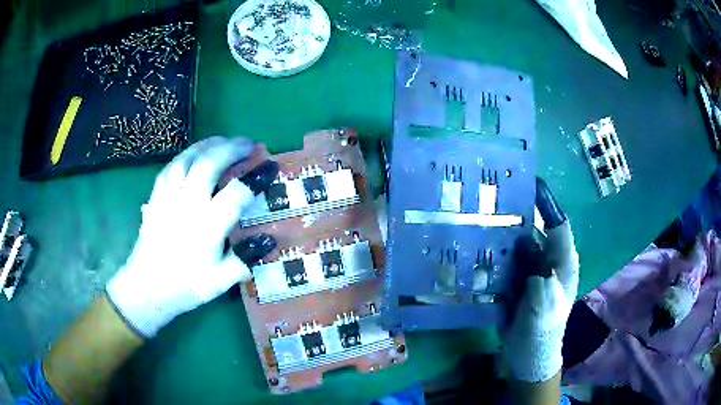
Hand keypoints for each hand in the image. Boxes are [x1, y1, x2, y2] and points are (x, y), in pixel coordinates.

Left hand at [106, 137, 277, 337]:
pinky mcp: (156, 196)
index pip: (235, 194)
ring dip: (209, 145)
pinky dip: (187, 154)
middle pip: (209, 164)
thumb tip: (268, 240)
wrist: (146, 287)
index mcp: (206, 228)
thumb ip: (244, 261)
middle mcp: (187, 205)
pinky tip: (195, 153)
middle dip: (232, 148)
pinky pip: (171, 166)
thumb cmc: (184, 287)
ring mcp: (168, 197)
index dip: (256, 177)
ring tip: (224, 141)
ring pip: (188, 158)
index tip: (270, 166)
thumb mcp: (219, 283)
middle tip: (249, 144)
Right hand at [501, 178, 578, 382]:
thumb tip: (526, 248)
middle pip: (536, 230)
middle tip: (495, 201)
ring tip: (482, 220)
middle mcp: (549, 261)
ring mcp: (532, 271)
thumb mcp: (546, 306)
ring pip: (519, 244)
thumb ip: (541, 279)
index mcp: (563, 262)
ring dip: (504, 234)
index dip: (548, 204)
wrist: (529, 354)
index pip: (558, 225)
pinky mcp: (517, 281)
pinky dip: (496, 253)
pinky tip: (478, 248)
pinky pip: (507, 260)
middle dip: (519, 215)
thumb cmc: (543, 329)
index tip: (531, 184)